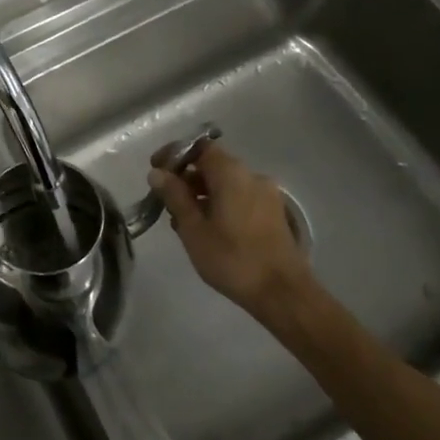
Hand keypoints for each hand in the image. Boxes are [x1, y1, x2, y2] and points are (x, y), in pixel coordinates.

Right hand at [148, 143, 313, 313]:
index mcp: (231, 173)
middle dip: (187, 178)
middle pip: (213, 165)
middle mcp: (252, 175)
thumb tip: (157, 173)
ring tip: (184, 220)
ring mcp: (267, 194)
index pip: (199, 147)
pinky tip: (209, 229)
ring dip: (203, 193)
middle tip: (166, 200)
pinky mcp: (274, 213)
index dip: (175, 154)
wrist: (283, 293)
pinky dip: (221, 204)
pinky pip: (241, 197)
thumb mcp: (193, 229)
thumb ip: (174, 196)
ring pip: (227, 183)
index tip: (156, 170)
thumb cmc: (232, 259)